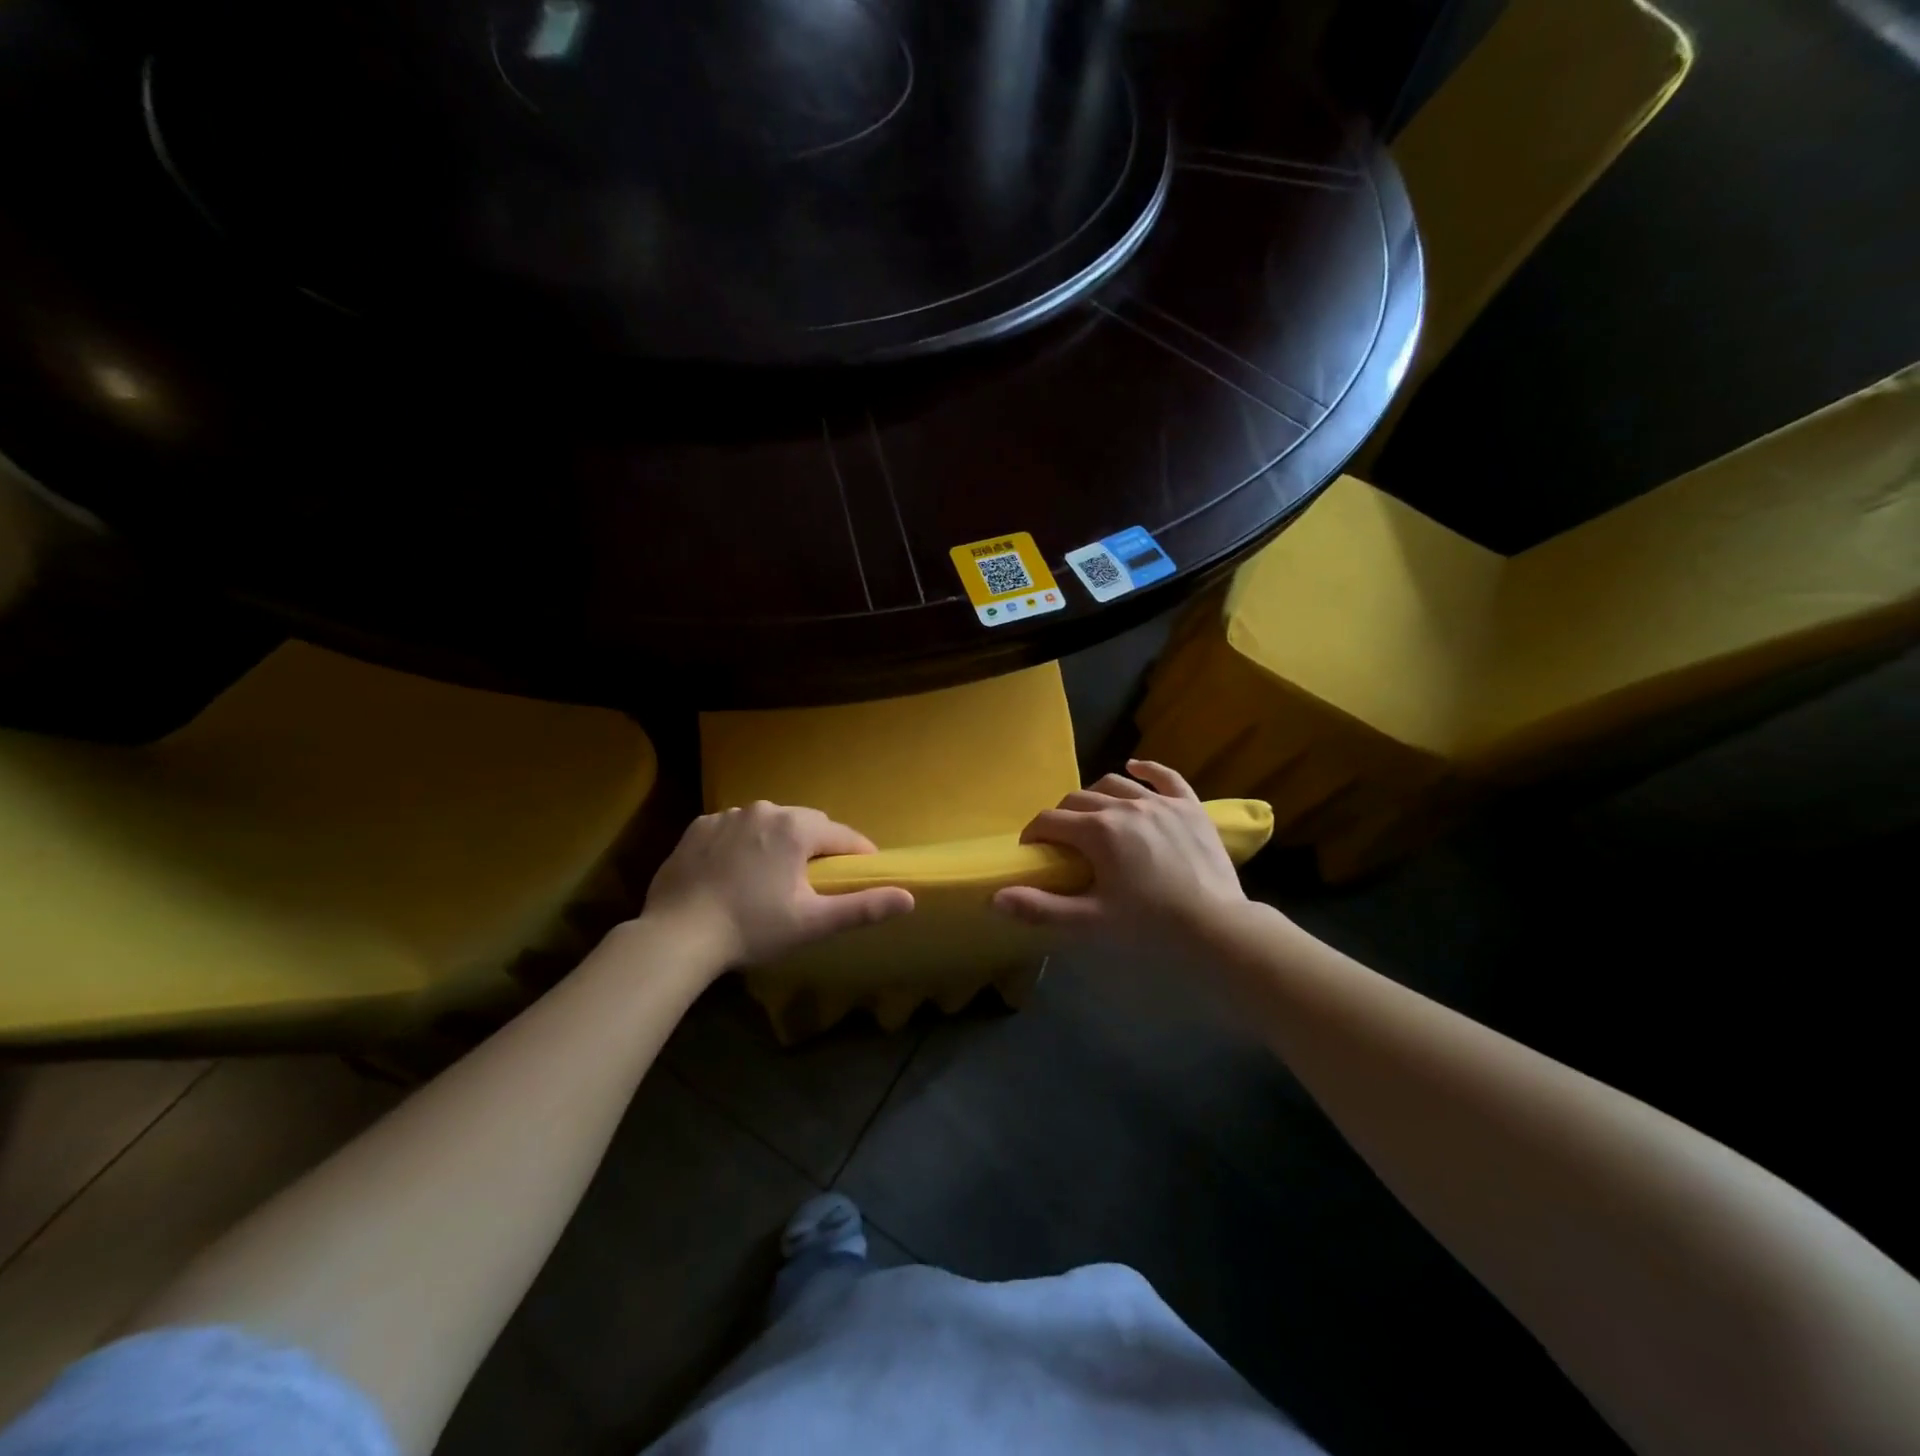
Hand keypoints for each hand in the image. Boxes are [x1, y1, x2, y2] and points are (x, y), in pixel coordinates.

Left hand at [643, 803, 913, 969]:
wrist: (677, 935)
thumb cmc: (752, 928)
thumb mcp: (812, 922)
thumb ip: (862, 907)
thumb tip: (910, 897)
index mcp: (795, 828)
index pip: (841, 835)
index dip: (858, 853)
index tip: (863, 870)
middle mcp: (764, 810)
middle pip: (805, 823)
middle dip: (817, 845)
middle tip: (817, 878)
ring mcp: (727, 816)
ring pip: (768, 823)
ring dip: (779, 842)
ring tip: (774, 875)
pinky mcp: (698, 828)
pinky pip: (734, 829)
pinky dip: (743, 843)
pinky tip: (736, 871)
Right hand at [993, 760, 1246, 943]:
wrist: (1217, 929)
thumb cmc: (1149, 927)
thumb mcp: (1090, 922)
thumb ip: (1041, 908)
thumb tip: (996, 897)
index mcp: (1097, 831)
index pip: (1050, 821)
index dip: (1033, 834)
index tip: (1031, 851)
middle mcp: (1125, 806)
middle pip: (1078, 798)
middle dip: (1062, 816)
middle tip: (1061, 843)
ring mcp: (1160, 803)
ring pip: (1116, 783)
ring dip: (1096, 795)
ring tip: (1093, 814)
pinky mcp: (1190, 807)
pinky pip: (1166, 777)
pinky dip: (1147, 769)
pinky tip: (1136, 766)